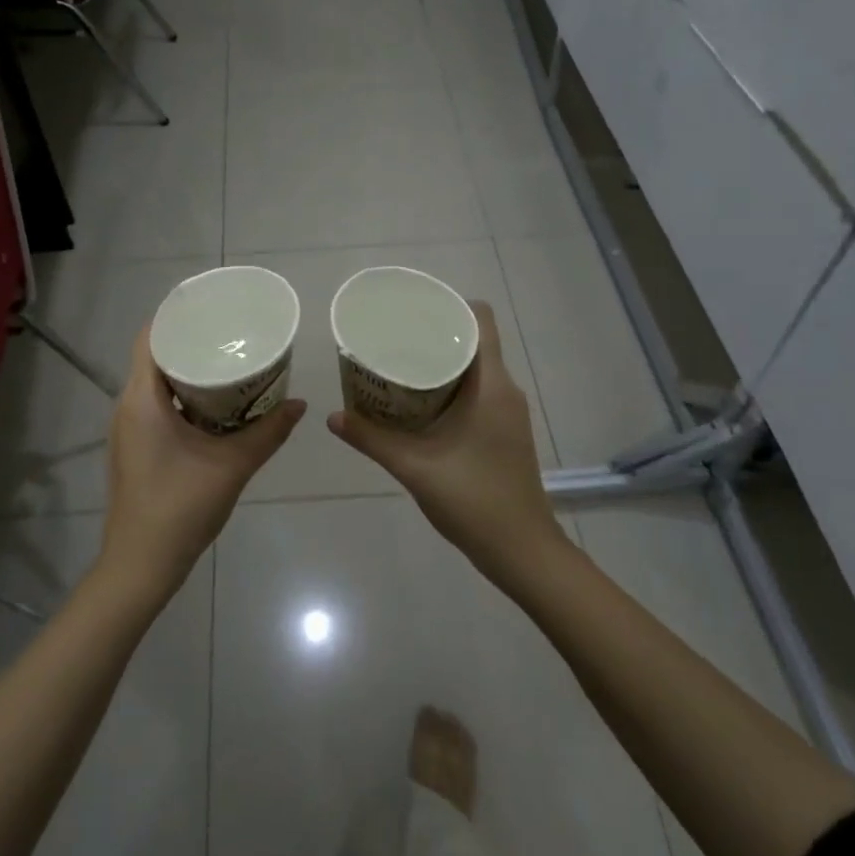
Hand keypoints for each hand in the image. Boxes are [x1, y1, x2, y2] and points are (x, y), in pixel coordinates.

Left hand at [102, 325, 305, 601]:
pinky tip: (215, 404)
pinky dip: (183, 395)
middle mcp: (128, 407)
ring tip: (228, 361)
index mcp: (142, 400)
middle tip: (231, 333)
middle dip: (191, 342)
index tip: (211, 306)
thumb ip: (268, 432)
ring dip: (188, 370)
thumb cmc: (181, 508)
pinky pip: (156, 405)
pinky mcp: (135, 447)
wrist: (142, 565)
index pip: (150, 337)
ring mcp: (129, 429)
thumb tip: (300, 404)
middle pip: (154, 356)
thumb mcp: (233, 466)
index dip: (177, 316)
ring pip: (156, 383)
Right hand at [328, 302, 565, 584]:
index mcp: (491, 385)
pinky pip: (477, 390)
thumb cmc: (473, 501)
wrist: (521, 550)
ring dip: (440, 362)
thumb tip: (333, 417)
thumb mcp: (414, 467)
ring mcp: (507, 411)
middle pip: (473, 340)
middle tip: (392, 336)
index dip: (450, 305)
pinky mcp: (504, 430)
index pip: (481, 319)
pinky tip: (417, 402)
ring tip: (398, 364)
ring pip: (475, 367)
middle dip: (434, 333)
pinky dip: (449, 386)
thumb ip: (372, 439)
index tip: (413, 310)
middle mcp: (505, 389)